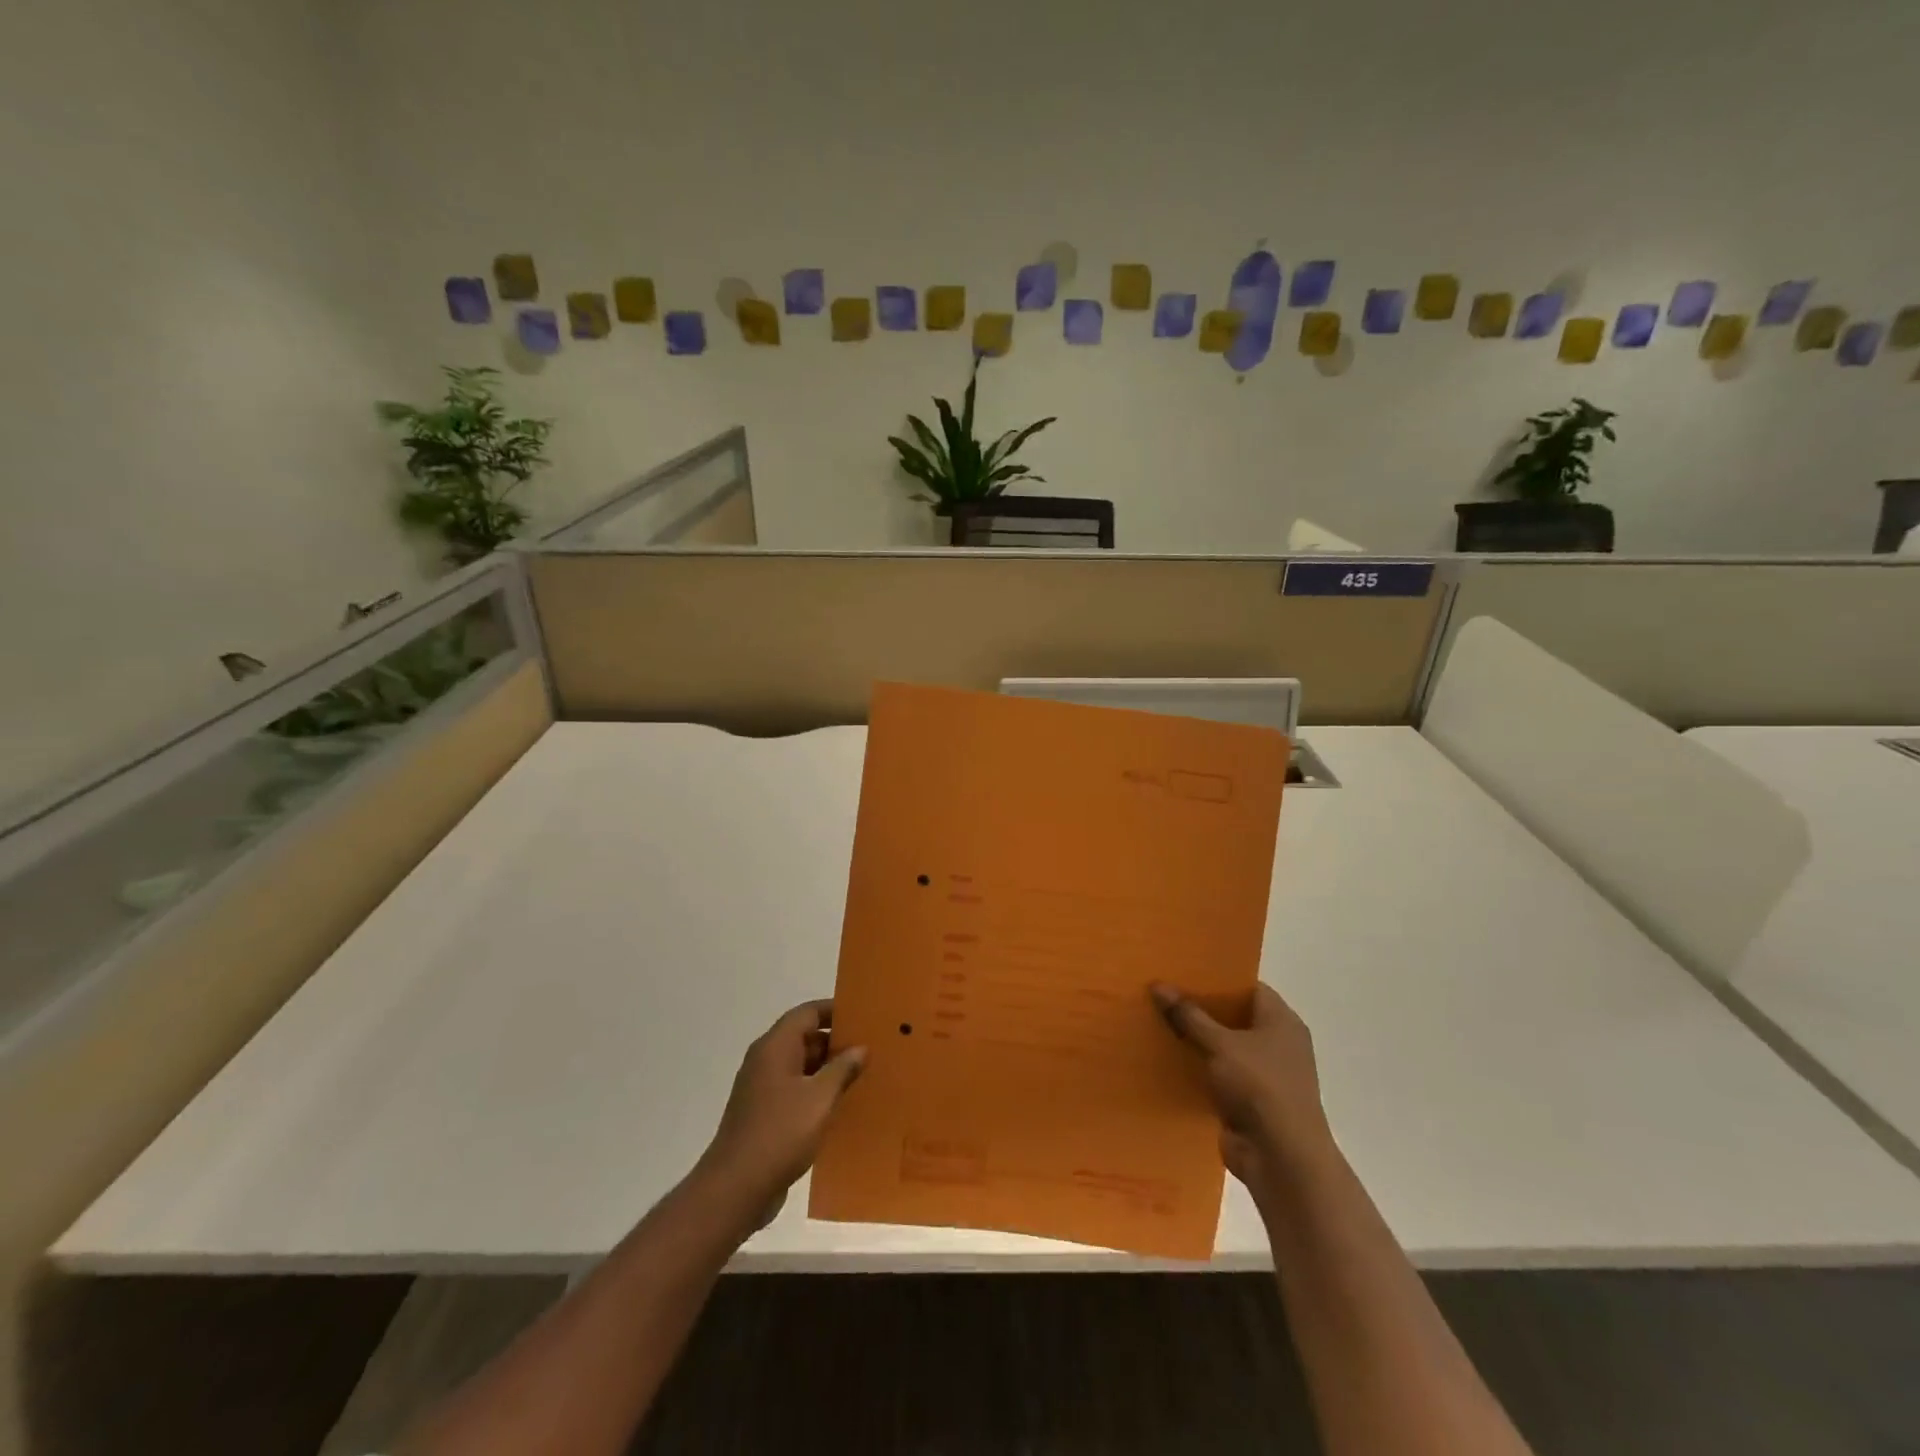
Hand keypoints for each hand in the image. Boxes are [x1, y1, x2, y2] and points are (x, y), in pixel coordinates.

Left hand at [697, 1000, 865, 1216]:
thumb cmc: (780, 1133)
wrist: (735, 1189)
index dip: (835, 1010)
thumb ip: (842, 1069)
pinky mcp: (764, 1114)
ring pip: (801, 1066)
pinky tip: (840, 1106)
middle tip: (871, 1048)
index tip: (864, 1016)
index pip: (807, 1013)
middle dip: (836, 1042)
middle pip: (804, 1037)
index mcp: (775, 1047)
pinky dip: (817, 1092)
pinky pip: (795, 1090)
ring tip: (862, 1075)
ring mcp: (762, 1088)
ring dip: (828, 1069)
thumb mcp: (820, 1098)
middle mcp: (765, 1060)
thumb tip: (860, 1048)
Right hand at [1150, 981, 1336, 1197]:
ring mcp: (1264, 1074)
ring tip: (1157, 1020)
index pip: (1248, 986)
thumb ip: (1189, 1015)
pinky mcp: (1248, 1101)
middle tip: (1163, 991)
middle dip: (1200, 1008)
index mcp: (1281, 1021)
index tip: (1183, 970)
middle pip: (1233, 1016)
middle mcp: (1277, 1044)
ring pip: (1223, 1047)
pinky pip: (1218, 1074)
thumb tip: (1158, 984)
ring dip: (1196, 1040)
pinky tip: (1166, 1058)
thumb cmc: (1260, 1087)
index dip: (1217, 978)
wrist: (1282, 1159)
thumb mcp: (1221, 1044)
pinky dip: (1197, 1068)